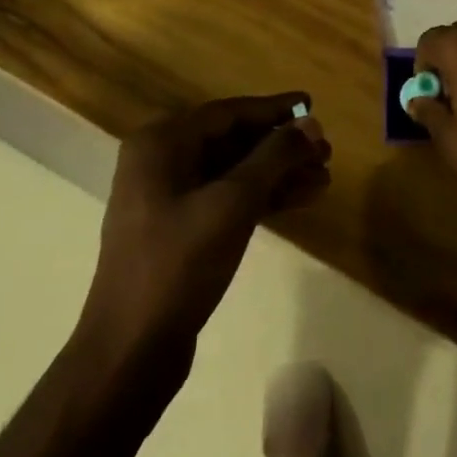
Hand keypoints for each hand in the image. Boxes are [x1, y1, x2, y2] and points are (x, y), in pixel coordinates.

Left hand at [79, 94, 330, 360]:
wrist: (131, 351)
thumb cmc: (179, 264)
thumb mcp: (233, 202)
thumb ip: (274, 157)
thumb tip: (310, 123)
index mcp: (161, 143)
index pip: (228, 113)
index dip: (273, 110)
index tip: (311, 105)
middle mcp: (161, 161)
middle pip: (233, 141)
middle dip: (281, 147)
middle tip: (326, 151)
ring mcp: (168, 198)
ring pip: (234, 172)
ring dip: (278, 174)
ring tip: (324, 178)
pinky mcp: (179, 230)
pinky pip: (227, 199)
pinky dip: (262, 198)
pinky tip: (301, 200)